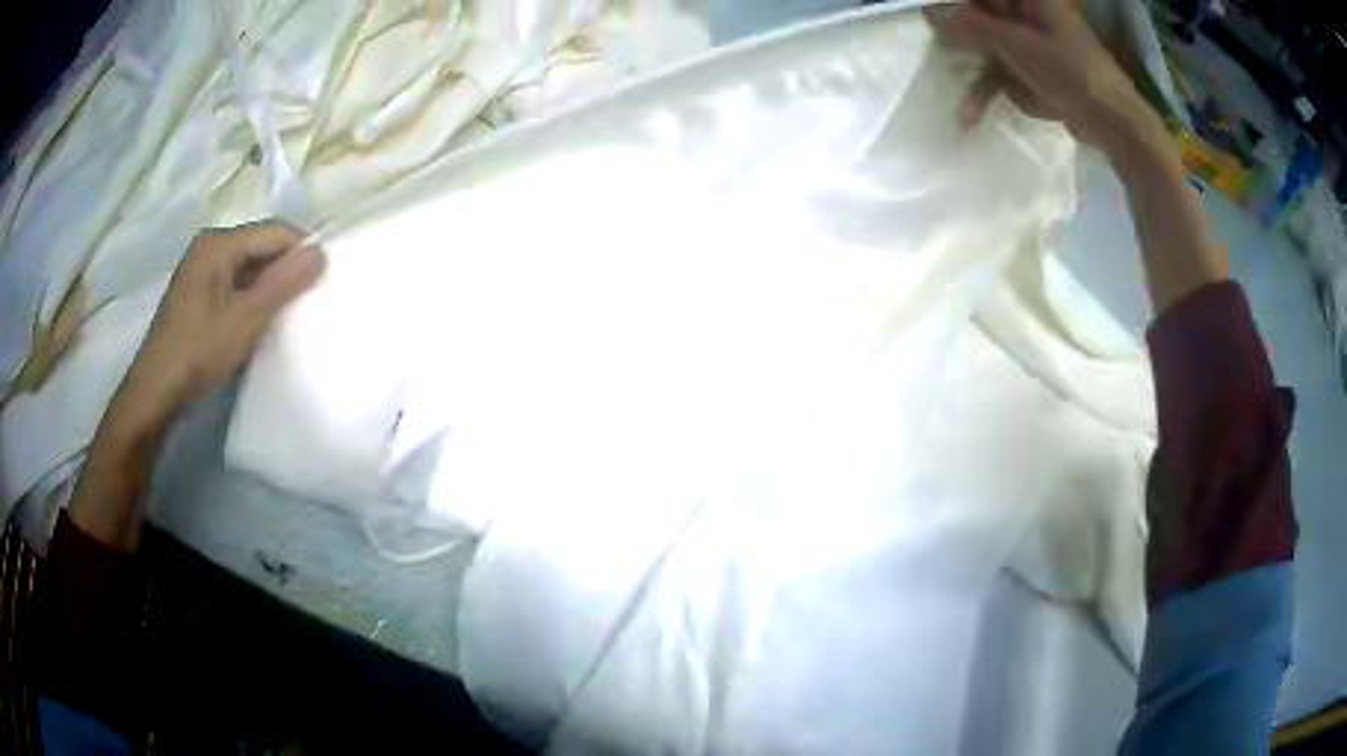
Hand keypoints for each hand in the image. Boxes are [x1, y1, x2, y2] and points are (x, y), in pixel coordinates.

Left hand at [108, 221, 325, 436]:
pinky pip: (235, 282)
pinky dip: (251, 297)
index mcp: (219, 243)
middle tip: (305, 302)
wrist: (155, 393)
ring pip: (249, 266)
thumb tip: (322, 252)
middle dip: (285, 270)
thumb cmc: (197, 353)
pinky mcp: (198, 292)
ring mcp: (202, 269)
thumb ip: (282, 284)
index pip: (275, 232)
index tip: (321, 284)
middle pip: (261, 246)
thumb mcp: (244, 320)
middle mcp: (210, 246)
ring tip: (285, 315)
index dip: (301, 253)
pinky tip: (257, 321)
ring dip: (268, 286)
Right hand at [926, 0, 1165, 158]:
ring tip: (966, 112)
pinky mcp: (1037, 69)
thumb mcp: (1019, 46)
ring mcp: (1033, 43)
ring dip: (976, 78)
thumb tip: (928, 11)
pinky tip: (979, 114)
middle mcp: (1029, 14)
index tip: (935, 23)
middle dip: (961, 41)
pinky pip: (1004, 73)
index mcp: (1030, 0)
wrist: (1115, 124)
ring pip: (990, 47)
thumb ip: (973, 26)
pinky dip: (993, 92)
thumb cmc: (1073, 74)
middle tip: (942, 56)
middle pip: (982, 17)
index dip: (957, 8)